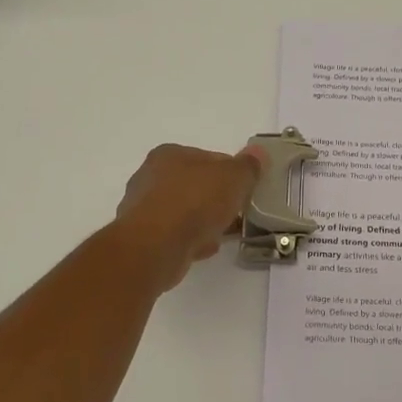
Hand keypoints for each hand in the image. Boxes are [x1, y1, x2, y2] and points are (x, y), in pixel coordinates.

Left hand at [113, 143, 263, 290]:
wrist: (156, 247)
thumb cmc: (195, 202)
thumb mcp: (233, 178)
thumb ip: (248, 166)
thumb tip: (258, 152)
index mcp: (169, 154)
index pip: (209, 158)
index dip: (231, 173)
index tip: (245, 189)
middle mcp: (150, 176)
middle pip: (195, 185)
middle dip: (216, 199)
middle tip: (236, 212)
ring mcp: (143, 209)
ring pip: (184, 211)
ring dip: (203, 221)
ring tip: (222, 233)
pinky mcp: (142, 238)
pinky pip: (175, 234)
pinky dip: (190, 239)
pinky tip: (204, 248)